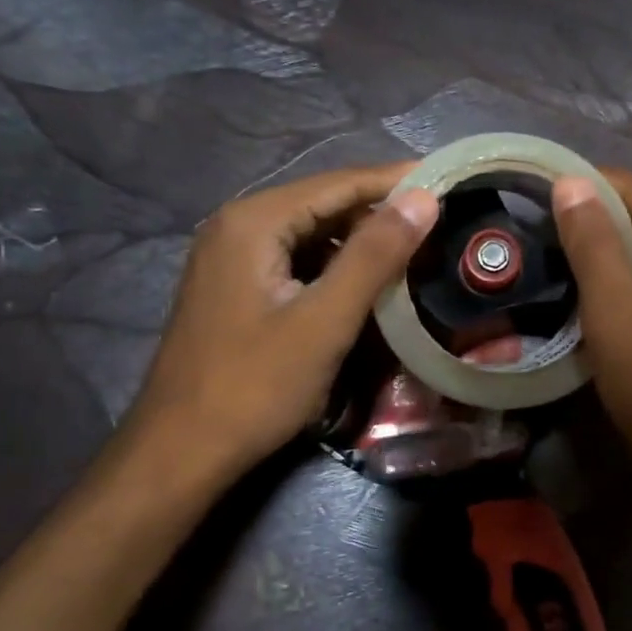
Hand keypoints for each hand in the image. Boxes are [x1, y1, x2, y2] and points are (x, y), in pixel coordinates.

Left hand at [123, 164, 439, 480]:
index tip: (448, 180)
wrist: (182, 450)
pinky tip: (365, 281)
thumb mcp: (324, 320)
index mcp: (254, 221)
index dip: (396, 181)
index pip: (339, 184)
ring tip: (413, 249)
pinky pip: (295, 259)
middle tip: (439, 220)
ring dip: (359, 240)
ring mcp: (230, 257)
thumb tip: (423, 198)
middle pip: (322, 203)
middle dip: (380, 211)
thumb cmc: (255, 385)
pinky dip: (333, 265)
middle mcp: (237, 225)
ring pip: (310, 233)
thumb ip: (375, 255)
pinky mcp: (235, 287)